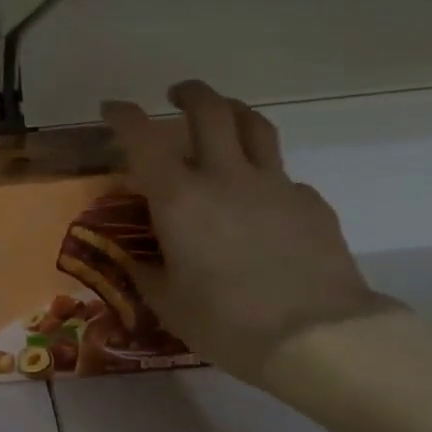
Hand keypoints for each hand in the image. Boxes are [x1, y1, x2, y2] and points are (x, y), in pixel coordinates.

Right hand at [101, 82, 397, 386]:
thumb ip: (148, 274)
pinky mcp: (311, 203)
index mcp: (180, 198)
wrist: (318, 338)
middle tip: (177, 96)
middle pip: (210, 110)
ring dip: (233, 111)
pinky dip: (266, 178)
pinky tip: (264, 204)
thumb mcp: (169, 304)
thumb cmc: (227, 323)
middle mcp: (225, 177)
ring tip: (224, 117)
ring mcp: (274, 186)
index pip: (143, 139)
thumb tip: (141, 261)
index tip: (112, 108)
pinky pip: (284, 177)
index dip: (123, 116)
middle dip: (189, 93)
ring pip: (255, 126)